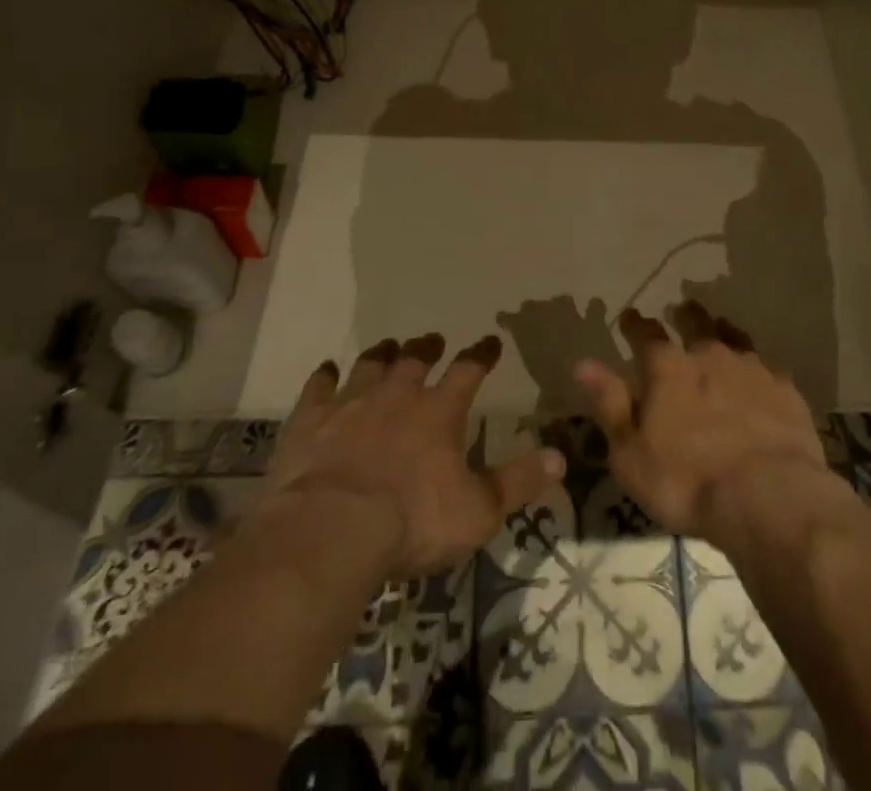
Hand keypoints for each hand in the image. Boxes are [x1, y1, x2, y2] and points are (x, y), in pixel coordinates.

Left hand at [256, 333, 564, 578]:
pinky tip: (325, 370)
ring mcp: (350, 404)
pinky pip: (317, 388)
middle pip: (414, 360)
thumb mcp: (478, 511)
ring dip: (381, 354)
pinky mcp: (309, 422)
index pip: (468, 370)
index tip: (490, 341)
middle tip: (432, 340)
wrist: (330, 530)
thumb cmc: (412, 522)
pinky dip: (323, 377)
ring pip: (369, 366)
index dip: (482, 355)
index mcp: (439, 412)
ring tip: (387, 346)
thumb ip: (518, 481)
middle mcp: (397, 396)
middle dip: (426, 348)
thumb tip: (561, 457)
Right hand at [575, 303, 828, 543]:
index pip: (646, 334)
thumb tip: (583, 362)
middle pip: (695, 323)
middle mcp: (708, 355)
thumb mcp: (631, 453)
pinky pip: (766, 365)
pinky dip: (756, 364)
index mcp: (667, 368)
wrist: (769, 496)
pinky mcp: (784, 388)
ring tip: (718, 327)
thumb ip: (610, 404)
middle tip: (681, 308)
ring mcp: (750, 368)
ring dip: (721, 330)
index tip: (630, 316)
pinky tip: (759, 371)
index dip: (635, 324)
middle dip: (685, 314)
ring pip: (732, 336)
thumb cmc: (686, 481)